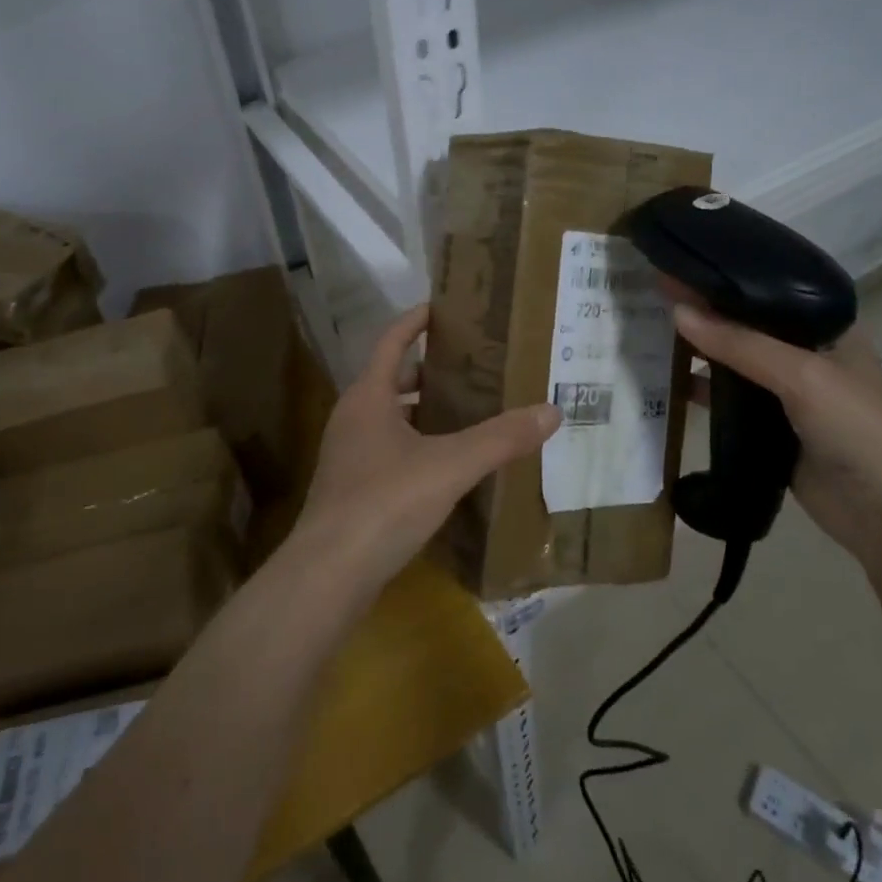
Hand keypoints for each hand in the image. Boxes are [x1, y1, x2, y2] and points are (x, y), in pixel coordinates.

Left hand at [291, 305, 559, 595]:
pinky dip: (417, 445)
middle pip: (393, 379)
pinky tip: (447, 465)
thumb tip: (551, 410)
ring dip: (424, 411)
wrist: (329, 573)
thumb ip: (501, 438)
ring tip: (468, 412)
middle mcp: (353, 418)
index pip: (392, 341)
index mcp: (368, 396)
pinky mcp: (352, 489)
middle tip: (473, 366)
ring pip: (391, 418)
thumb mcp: (450, 465)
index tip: (443, 307)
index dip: (415, 321)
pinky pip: (389, 451)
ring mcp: (348, 455)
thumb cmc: (385, 502)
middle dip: (430, 370)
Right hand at [672, 304, 881, 572]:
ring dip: (700, 351)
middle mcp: (807, 354)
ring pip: (735, 363)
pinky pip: (730, 401)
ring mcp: (788, 393)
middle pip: (747, 326)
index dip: (726, 279)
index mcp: (827, 327)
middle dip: (706, 313)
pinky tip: (668, 382)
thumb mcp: (800, 374)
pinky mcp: (771, 428)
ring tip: (651, 331)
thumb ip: (738, 343)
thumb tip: (677, 313)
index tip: (680, 265)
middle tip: (656, 296)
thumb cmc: (856, 427)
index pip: (768, 291)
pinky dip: (702, 391)